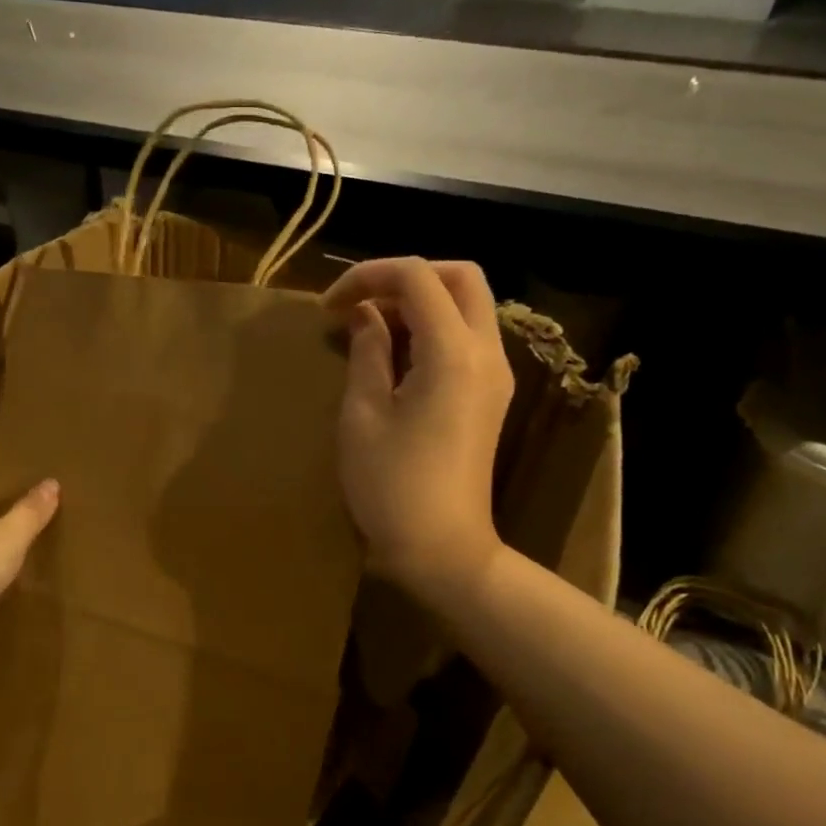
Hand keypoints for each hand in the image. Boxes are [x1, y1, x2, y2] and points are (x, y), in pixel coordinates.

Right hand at [323, 258, 512, 606]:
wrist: (443, 549)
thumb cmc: (392, 486)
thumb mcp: (363, 414)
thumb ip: (367, 351)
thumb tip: (366, 314)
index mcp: (453, 353)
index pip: (418, 276)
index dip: (368, 276)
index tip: (330, 306)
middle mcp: (486, 352)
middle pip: (460, 277)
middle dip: (406, 277)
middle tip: (360, 304)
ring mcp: (495, 374)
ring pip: (467, 305)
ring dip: (420, 302)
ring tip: (370, 329)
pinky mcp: (491, 395)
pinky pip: (467, 337)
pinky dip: (433, 328)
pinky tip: (395, 355)